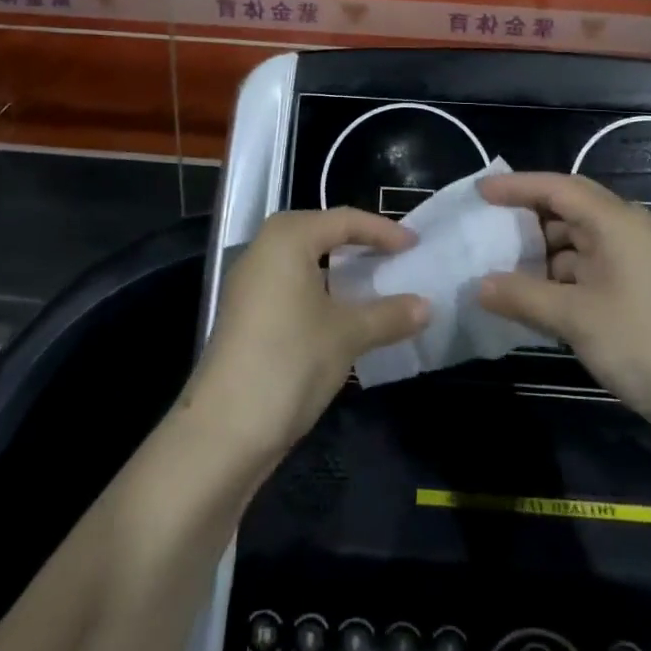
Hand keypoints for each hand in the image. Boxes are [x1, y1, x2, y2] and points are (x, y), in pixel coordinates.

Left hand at [186, 208, 429, 459]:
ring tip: (376, 284)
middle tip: (396, 258)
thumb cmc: (290, 362)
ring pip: (305, 261)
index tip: (415, 245)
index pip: (344, 220)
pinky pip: (292, 285)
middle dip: (360, 245)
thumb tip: (427, 306)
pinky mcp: (246, 313)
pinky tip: (343, 315)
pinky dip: (322, 291)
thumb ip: (389, 315)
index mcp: (287, 238)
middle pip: (321, 234)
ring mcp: (250, 282)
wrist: (223, 430)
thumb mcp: (347, 335)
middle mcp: (264, 249)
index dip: (383, 231)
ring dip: (340, 271)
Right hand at [476, 172, 650, 442]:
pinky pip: (590, 269)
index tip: (479, 192)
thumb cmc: (646, 345)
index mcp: (616, 221)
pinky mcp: (641, 290)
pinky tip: (536, 300)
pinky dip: (561, 278)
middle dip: (526, 220)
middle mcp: (627, 230)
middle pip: (568, 211)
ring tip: (502, 270)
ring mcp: (637, 261)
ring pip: (577, 244)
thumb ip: (522, 296)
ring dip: (542, 255)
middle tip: (486, 230)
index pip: (557, 187)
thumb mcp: (575, 318)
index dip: (515, 187)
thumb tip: (478, 286)